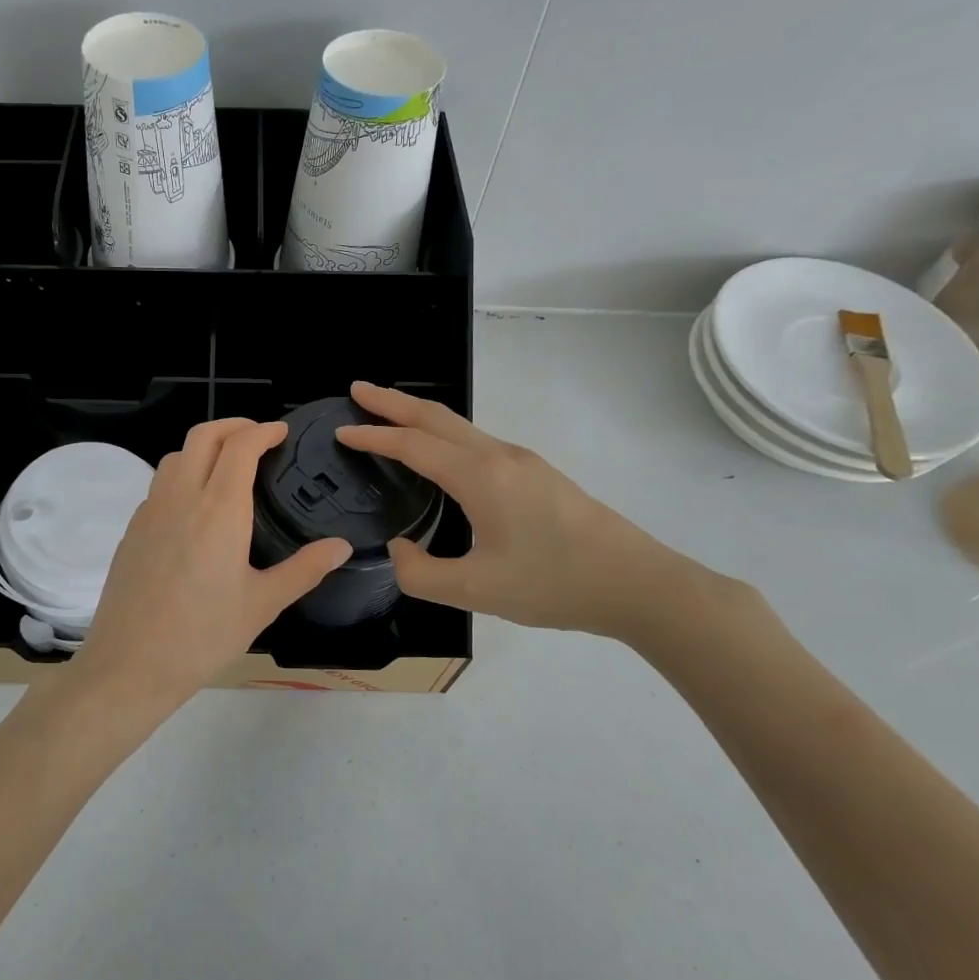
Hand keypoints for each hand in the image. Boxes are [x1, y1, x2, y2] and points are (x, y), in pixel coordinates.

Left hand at [74, 418, 351, 711]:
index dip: (263, 430)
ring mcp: (150, 512)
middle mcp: (180, 498)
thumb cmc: (204, 635)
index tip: (281, 432)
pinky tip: (194, 509)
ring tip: (227, 468)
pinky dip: (181, 477)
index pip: (240, 446)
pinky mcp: (132, 531)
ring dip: (203, 448)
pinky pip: (158, 486)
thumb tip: (341, 546)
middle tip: (257, 436)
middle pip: (202, 436)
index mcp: (219, 509)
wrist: (130, 664)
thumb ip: (304, 569)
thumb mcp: (262, 604)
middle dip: (232, 425)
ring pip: (175, 457)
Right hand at [336, 381, 710, 639]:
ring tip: (389, 415)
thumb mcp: (476, 590)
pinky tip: (439, 454)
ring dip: (419, 416)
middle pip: (436, 417)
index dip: (373, 436)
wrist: (637, 583)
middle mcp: (499, 457)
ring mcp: (522, 462)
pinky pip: (476, 442)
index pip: (413, 445)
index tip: (341, 430)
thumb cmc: (554, 584)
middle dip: (393, 401)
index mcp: (480, 476)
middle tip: (357, 390)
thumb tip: (400, 548)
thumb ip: (420, 573)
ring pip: (459, 426)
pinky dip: (443, 435)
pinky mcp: (536, 475)